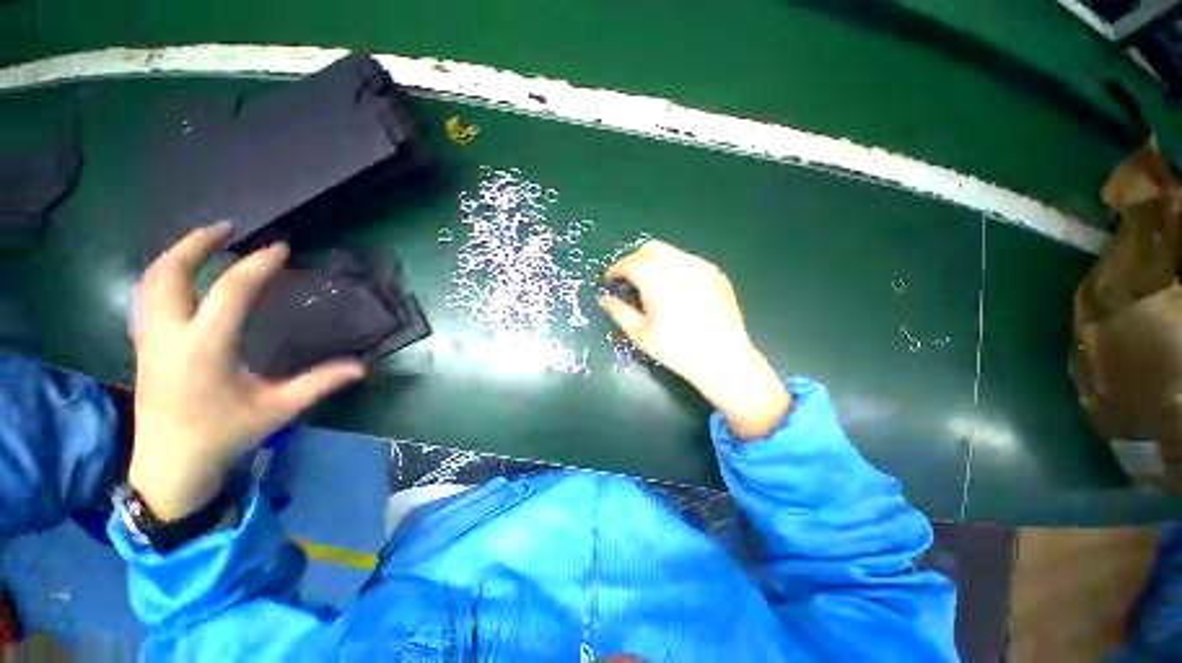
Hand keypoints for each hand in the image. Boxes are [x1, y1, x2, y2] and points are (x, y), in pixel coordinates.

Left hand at [129, 224, 365, 519]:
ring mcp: (150, 339)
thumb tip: (363, 367)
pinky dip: (165, 275)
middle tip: (229, 228)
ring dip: (177, 254)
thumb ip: (319, 384)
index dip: (257, 265)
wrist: (169, 467)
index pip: (230, 292)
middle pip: (170, 272)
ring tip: (206, 243)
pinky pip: (147, 296)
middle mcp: (170, 335)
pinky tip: (186, 278)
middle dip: (197, 243)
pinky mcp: (144, 346)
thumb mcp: (277, 410)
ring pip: (151, 281)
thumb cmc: (223, 436)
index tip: (281, 249)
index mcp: (205, 348)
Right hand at [598, 240, 790, 438]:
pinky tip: (673, 288)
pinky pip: (688, 260)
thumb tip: (604, 299)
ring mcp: (704, 268)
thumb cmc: (678, 351)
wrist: (724, 361)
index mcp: (662, 283)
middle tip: (626, 280)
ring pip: (670, 251)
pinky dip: (672, 266)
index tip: (608, 280)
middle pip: (651, 248)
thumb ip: (619, 312)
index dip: (616, 269)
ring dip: (653, 261)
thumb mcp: (642, 334)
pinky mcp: (717, 274)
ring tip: (648, 284)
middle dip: (633, 260)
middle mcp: (684, 268)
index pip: (632, 263)